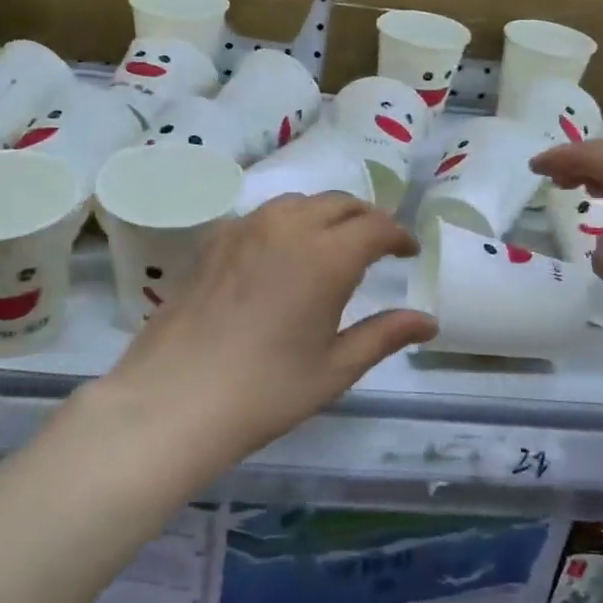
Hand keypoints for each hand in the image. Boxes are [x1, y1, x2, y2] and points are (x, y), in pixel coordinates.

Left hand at [98, 193, 437, 463]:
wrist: (174, 400)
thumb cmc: (265, 391)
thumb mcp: (335, 369)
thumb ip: (384, 335)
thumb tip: (427, 321)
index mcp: (327, 256)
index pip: (376, 226)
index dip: (398, 235)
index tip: (407, 251)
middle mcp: (287, 228)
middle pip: (338, 203)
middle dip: (365, 218)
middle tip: (376, 244)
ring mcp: (244, 229)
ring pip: (297, 202)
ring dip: (324, 214)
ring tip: (330, 243)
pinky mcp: (212, 240)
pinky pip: (260, 216)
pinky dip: (284, 223)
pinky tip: (279, 253)